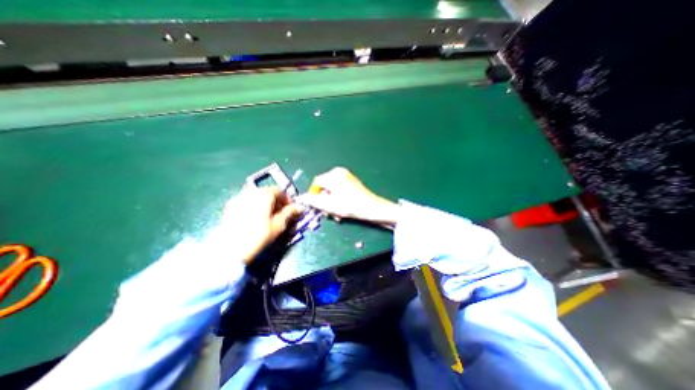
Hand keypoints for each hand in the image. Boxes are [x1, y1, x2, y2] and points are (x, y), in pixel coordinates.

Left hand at [222, 186, 299, 264]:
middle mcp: (251, 192)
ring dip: (264, 203)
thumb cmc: (259, 235)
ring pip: (256, 196)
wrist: (230, 248)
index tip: (290, 210)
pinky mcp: (230, 207)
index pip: (279, 191)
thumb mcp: (279, 224)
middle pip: (266, 192)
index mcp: (264, 194)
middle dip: (275, 201)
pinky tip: (254, 218)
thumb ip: (289, 213)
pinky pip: (246, 202)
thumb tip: (300, 207)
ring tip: (267, 216)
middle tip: (279, 213)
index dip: (286, 200)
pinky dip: (253, 206)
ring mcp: (239, 198)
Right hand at [295, 166, 399, 227]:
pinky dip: (338, 198)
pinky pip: (339, 188)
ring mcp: (346, 175)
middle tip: (329, 213)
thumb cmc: (350, 206)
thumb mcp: (329, 205)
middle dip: (325, 201)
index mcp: (332, 175)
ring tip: (337, 213)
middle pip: (324, 187)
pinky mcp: (351, 180)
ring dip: (332, 202)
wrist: (372, 207)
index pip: (316, 183)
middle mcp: (338, 172)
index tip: (318, 207)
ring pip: (332, 189)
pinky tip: (343, 207)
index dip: (314, 196)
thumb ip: (313, 201)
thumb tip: (301, 198)